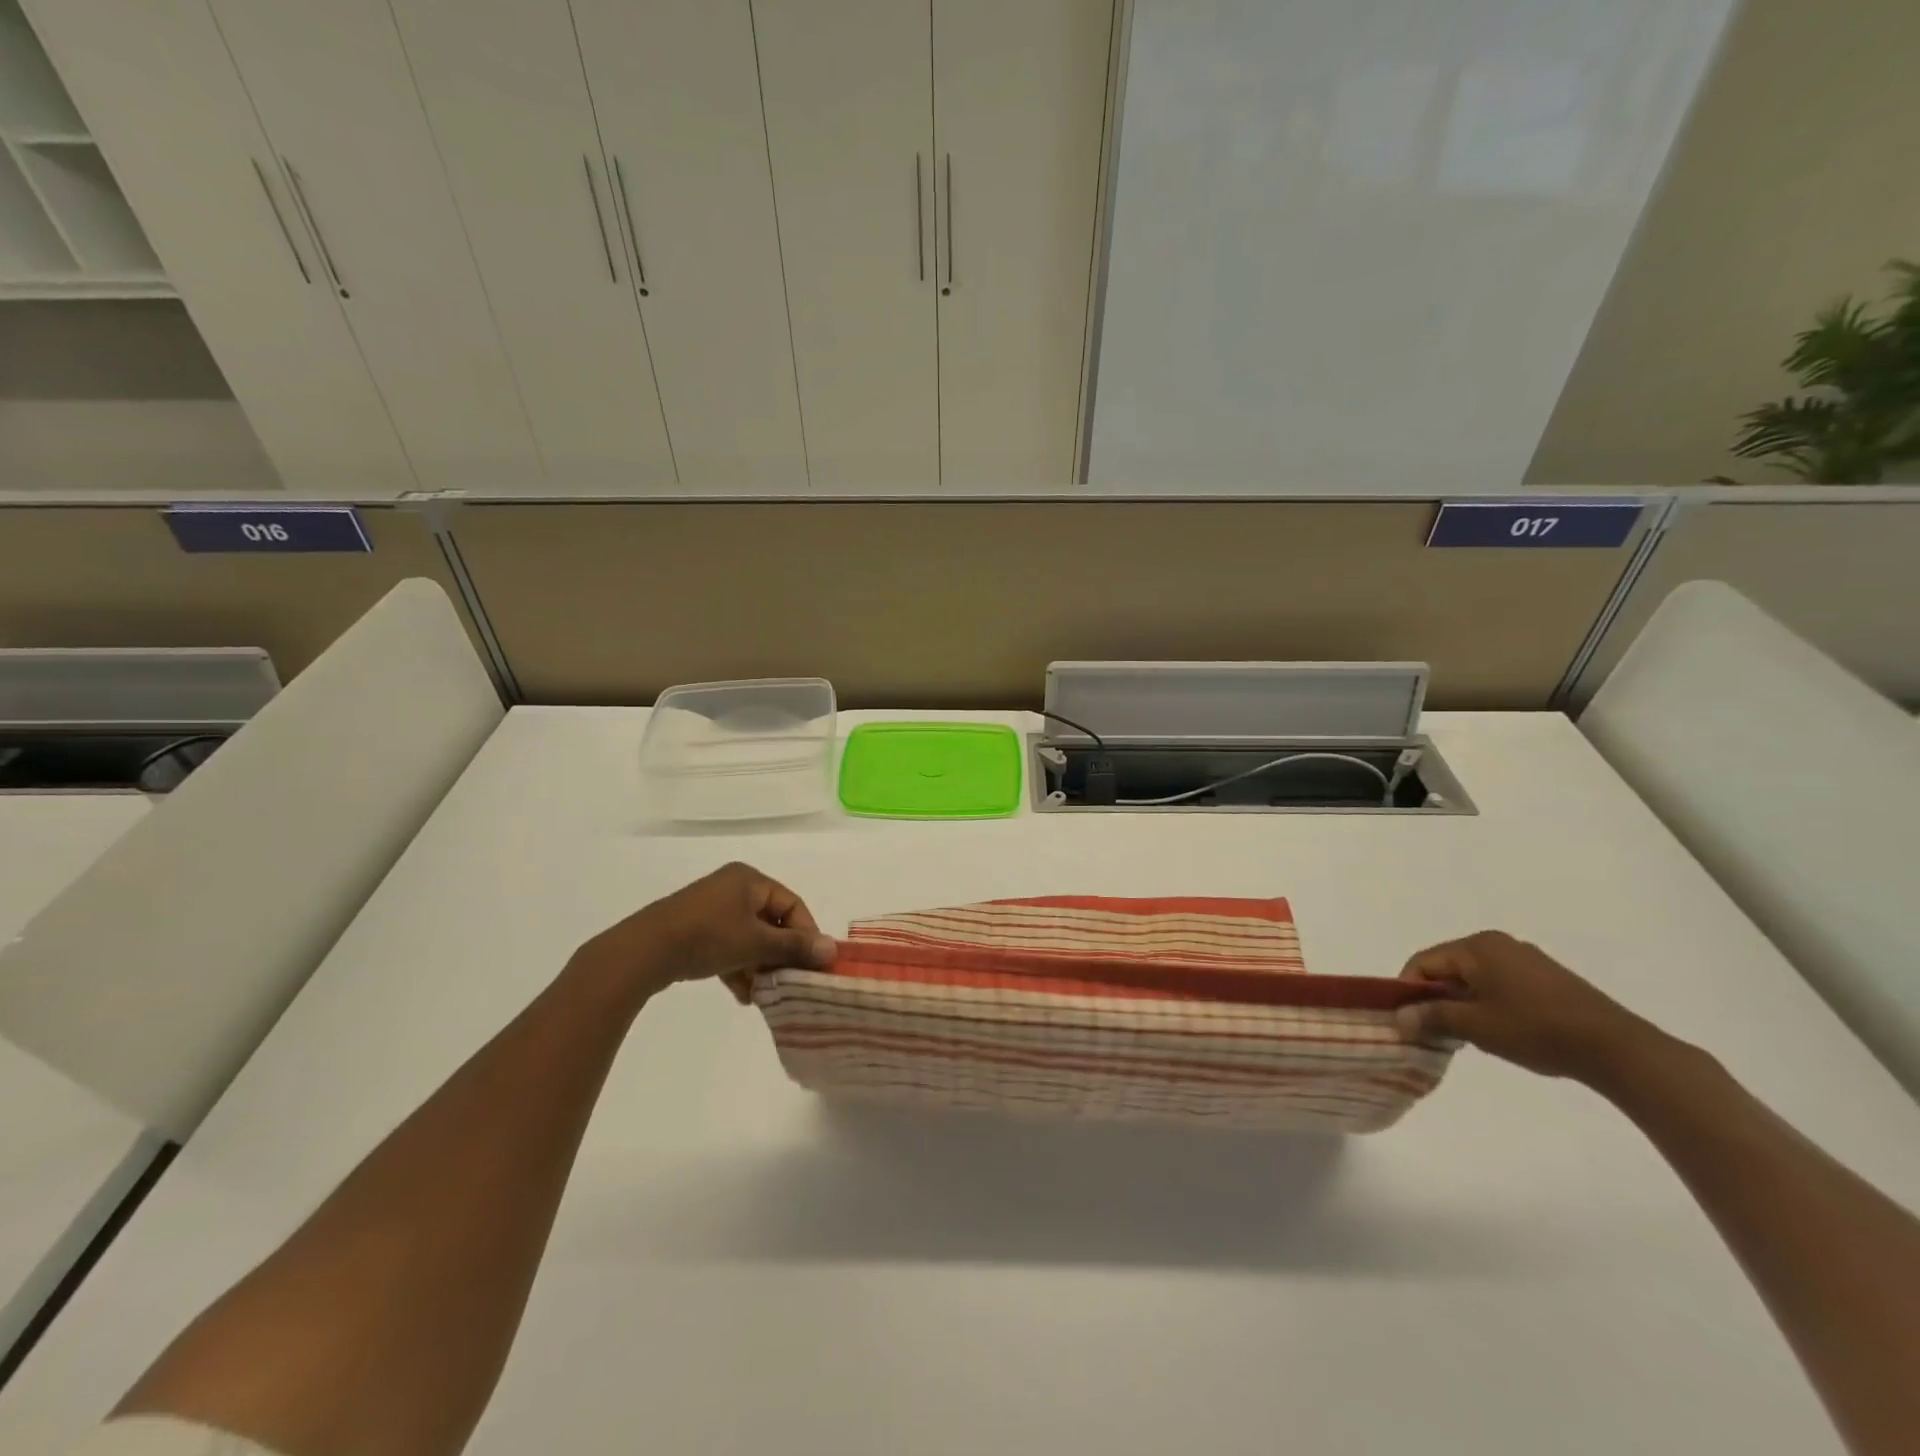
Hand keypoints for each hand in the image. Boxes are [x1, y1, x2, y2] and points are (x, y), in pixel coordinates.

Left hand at [571, 862, 836, 1006]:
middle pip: (771, 922)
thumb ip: (794, 946)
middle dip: (781, 954)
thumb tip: (832, 950)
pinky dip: (739, 967)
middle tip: (790, 980)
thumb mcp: (756, 942)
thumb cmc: (708, 936)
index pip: (792, 905)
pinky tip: (744, 995)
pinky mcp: (695, 931)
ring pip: (750, 938)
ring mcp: (712, 909)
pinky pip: (729, 947)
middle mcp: (733, 888)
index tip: (812, 964)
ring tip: (765, 993)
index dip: (806, 934)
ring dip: (760, 965)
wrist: (645, 951)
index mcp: (749, 879)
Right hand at [1396, 930, 1657, 1084]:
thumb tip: (1399, 1018)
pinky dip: (1490, 1003)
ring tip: (1471, 1035)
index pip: (1423, 962)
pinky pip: (1501, 984)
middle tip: (1436, 1031)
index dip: (1408, 990)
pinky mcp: (1548, 978)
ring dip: (1464, 1003)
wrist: (1617, 1049)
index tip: (1407, 1021)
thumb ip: (1432, 1017)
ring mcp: (1526, 959)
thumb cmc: (1535, 1030)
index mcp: (1476, 947)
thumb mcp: (1475, 1026)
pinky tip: (1502, 1031)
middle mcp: (1498, 944)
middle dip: (1437, 998)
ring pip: (1475, 977)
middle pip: (1449, 967)